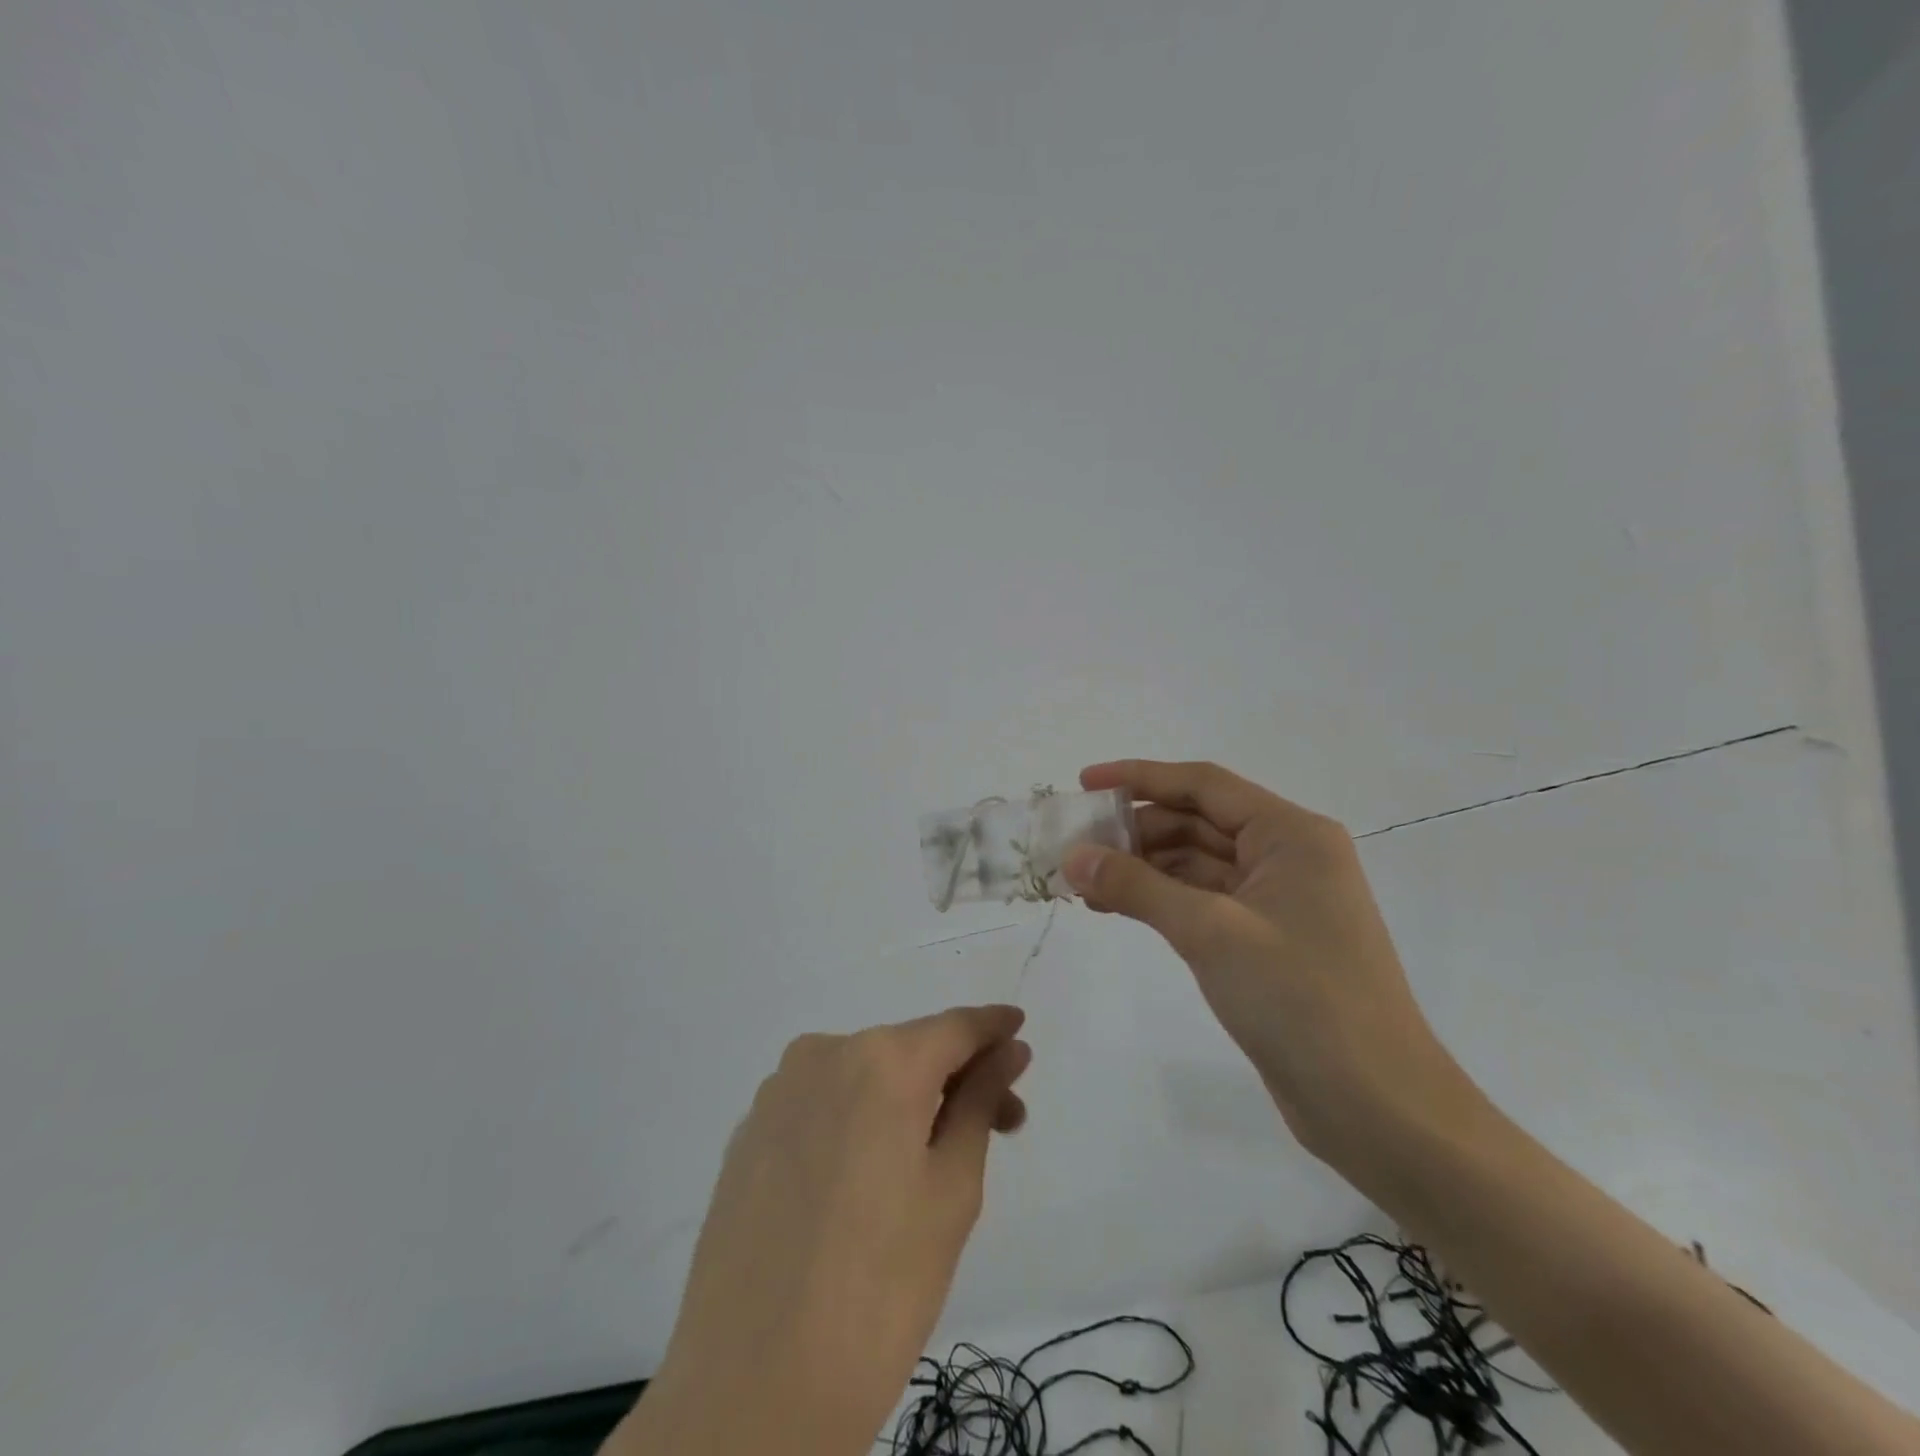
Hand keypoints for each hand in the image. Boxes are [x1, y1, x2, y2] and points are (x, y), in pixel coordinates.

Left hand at [613, 1006, 1030, 1455]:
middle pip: (909, 1049)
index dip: (992, 1028)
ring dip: (907, 1097)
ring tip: (934, 1157)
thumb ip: (979, 1102)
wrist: (750, 1391)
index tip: (1020, 1032)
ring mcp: (778, 1091)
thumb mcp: (952, 1190)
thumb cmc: (879, 1288)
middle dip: (958, 1077)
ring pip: (863, 1075)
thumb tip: (1009, 1050)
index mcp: (881, 1061)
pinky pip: (822, 1103)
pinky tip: (869, 1174)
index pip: (954, 1026)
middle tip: (1002, 1123)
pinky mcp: (749, 1131)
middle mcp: (824, 1053)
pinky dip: (858, 1118)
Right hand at [1062, 760, 1473, 1166]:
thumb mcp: (1210, 932)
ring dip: (1141, 869)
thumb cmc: (1300, 999)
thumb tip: (1073, 856)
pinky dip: (1160, 901)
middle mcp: (1287, 856)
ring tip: (1082, 881)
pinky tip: (1114, 909)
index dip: (1140, 777)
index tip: (1084, 782)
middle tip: (1074, 844)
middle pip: (1198, 822)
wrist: (1376, 1107)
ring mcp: (1277, 901)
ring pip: (1196, 864)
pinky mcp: (1265, 942)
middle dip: (1135, 831)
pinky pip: (1203, 902)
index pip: (1204, 785)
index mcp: (1291, 834)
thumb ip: (1137, 887)